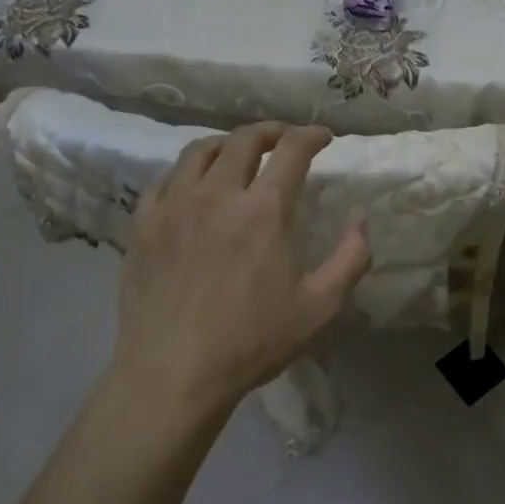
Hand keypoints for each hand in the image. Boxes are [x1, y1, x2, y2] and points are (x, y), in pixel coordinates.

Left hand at [110, 123, 369, 423]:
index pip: (291, 150)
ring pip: (199, 151)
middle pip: (243, 139)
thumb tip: (360, 224)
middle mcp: (218, 194)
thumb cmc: (252, 342)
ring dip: (226, 143)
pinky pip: (163, 180)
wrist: (173, 372)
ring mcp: (174, 206)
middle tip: (283, 139)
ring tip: (238, 153)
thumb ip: (350, 260)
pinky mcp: (143, 225)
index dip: (311, 136)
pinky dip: (186, 171)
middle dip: (270, 131)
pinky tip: (192, 185)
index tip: (323, 138)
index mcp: (264, 210)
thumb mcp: (319, 307)